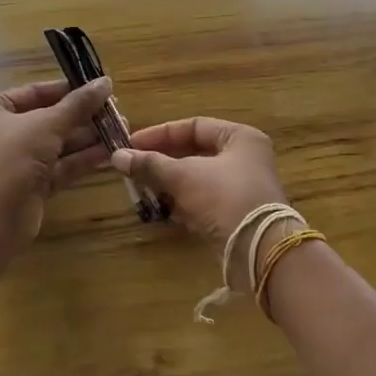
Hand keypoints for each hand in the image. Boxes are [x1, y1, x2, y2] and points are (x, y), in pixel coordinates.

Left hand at [0, 78, 113, 247]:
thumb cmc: (13, 156)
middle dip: (83, 117)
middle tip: (117, 112)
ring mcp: (18, 162)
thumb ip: (78, 104)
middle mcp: (3, 134)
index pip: (34, 93)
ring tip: (122, 130)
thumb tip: (105, 82)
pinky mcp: (33, 187)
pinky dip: (83, 160)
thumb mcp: (48, 123)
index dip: (67, 90)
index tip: (98, 88)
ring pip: (58, 145)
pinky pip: (61, 167)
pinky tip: (110, 153)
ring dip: (88, 138)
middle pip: (49, 120)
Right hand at [112, 117, 285, 245]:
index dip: (161, 133)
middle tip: (133, 167)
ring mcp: (242, 187)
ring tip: (141, 188)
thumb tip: (116, 156)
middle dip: (162, 161)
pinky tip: (161, 209)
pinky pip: (203, 201)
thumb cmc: (224, 197)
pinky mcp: (236, 213)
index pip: (194, 126)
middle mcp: (245, 158)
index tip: (132, 144)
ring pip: (197, 178)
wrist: (259, 248)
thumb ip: (150, 164)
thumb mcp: (183, 176)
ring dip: (169, 183)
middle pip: (194, 152)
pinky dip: (182, 203)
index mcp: (240, 138)